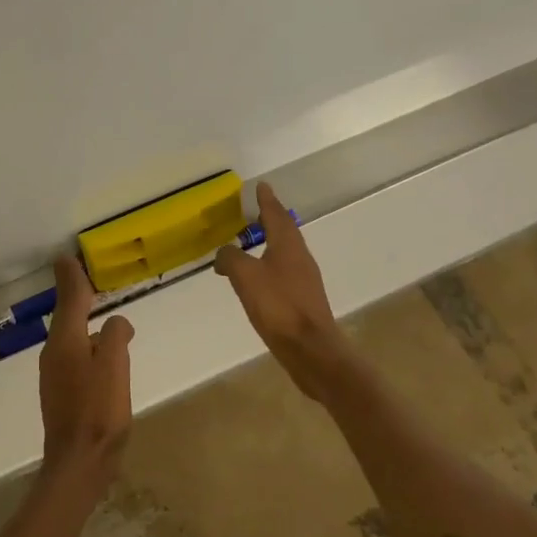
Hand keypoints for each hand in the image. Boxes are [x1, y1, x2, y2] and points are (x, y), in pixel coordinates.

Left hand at [39, 255, 134, 489]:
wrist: (79, 464)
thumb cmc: (99, 411)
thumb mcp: (115, 365)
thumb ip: (115, 335)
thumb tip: (116, 322)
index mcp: (65, 340)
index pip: (69, 298)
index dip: (71, 278)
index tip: (68, 258)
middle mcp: (54, 352)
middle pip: (67, 316)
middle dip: (76, 297)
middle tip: (88, 280)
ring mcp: (55, 375)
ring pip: (71, 337)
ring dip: (82, 321)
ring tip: (100, 314)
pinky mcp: (61, 394)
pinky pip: (74, 356)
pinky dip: (86, 345)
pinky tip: (100, 354)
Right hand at [214, 182, 355, 399]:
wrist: (311, 350)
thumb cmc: (278, 306)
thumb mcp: (245, 277)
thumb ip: (230, 258)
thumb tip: (224, 253)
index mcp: (288, 245)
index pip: (276, 214)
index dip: (267, 200)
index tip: (262, 186)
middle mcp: (300, 258)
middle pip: (285, 231)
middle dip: (271, 219)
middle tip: (256, 210)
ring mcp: (304, 280)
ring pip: (285, 252)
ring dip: (270, 243)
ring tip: (253, 242)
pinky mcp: (303, 301)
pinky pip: (284, 273)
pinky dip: (269, 266)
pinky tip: (258, 278)